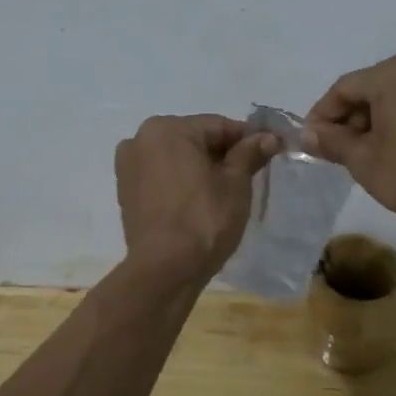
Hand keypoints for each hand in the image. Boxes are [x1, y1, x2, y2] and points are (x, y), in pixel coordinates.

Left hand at [115, 115, 278, 280]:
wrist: (164, 269)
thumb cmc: (204, 219)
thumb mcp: (235, 184)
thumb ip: (249, 154)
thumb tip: (269, 137)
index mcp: (167, 128)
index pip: (218, 126)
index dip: (247, 139)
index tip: (270, 151)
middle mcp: (140, 139)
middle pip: (194, 139)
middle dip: (222, 154)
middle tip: (249, 175)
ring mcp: (128, 166)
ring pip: (176, 158)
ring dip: (200, 168)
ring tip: (225, 192)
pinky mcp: (125, 192)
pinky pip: (161, 176)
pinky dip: (181, 182)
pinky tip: (198, 202)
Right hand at [302, 55, 395, 223]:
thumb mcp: (364, 160)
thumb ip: (332, 142)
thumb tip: (308, 134)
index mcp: (392, 73)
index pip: (344, 88)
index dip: (322, 115)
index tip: (311, 142)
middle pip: (371, 90)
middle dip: (350, 120)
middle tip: (339, 152)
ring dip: (377, 123)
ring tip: (369, 156)